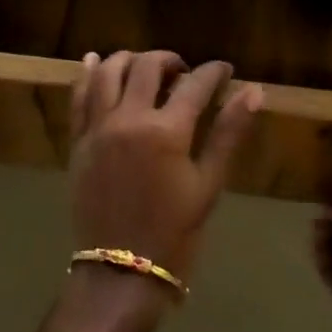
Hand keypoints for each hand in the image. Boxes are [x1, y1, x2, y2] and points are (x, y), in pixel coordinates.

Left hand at [68, 50, 262, 285]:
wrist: (120, 272)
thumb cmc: (174, 232)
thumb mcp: (209, 184)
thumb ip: (228, 134)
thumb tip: (254, 91)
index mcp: (166, 131)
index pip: (194, 84)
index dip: (213, 72)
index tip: (224, 70)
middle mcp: (128, 119)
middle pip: (147, 66)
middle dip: (170, 60)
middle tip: (184, 71)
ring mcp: (98, 128)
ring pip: (108, 72)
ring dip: (129, 59)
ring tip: (145, 66)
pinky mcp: (78, 141)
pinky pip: (78, 97)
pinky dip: (88, 74)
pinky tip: (94, 61)